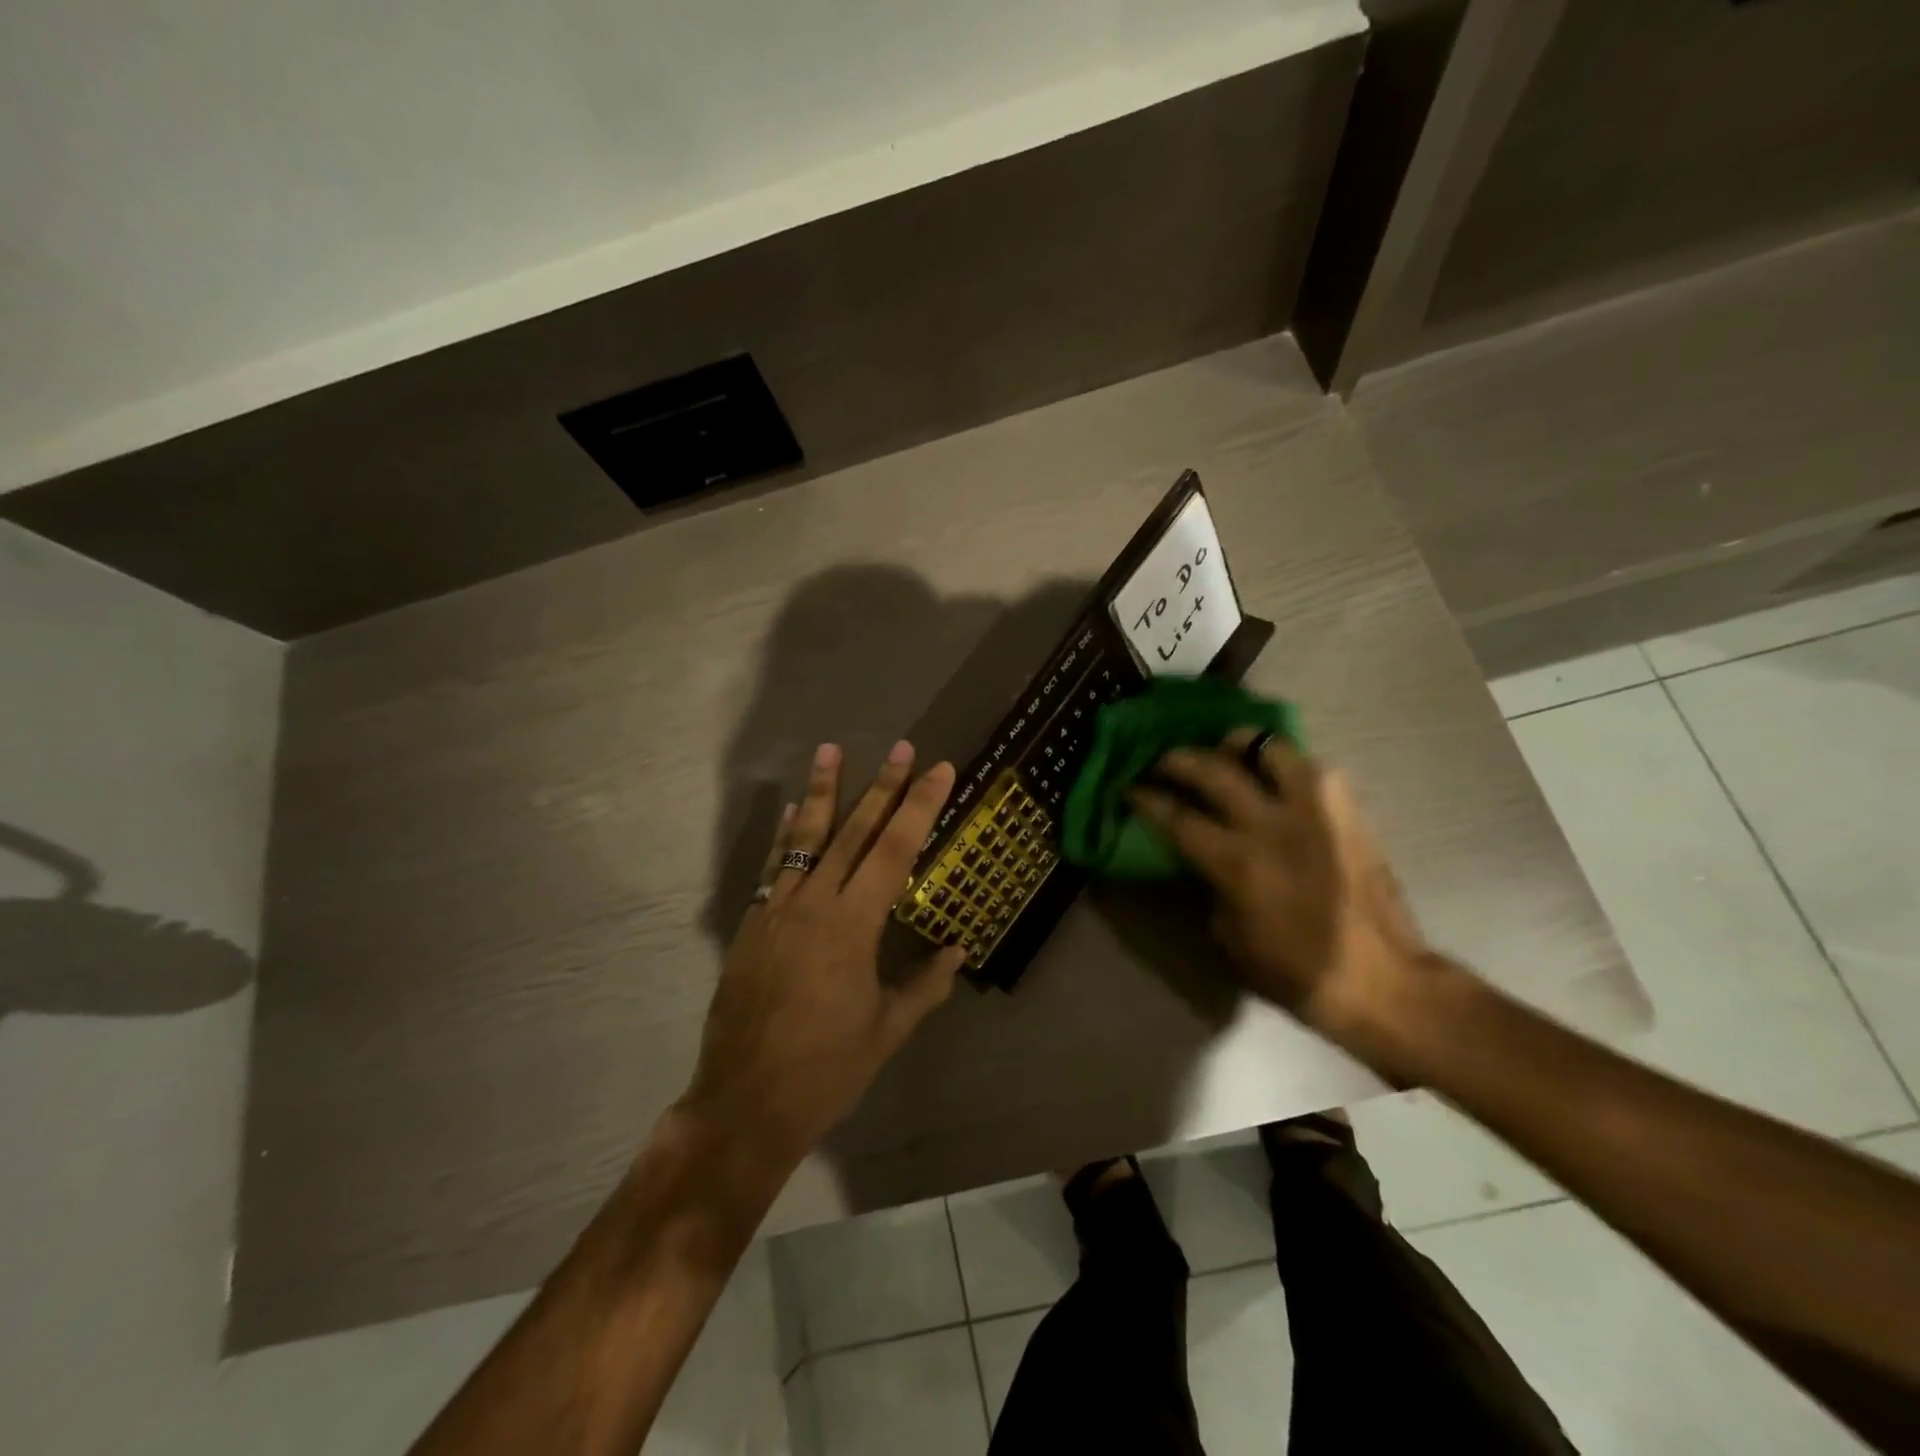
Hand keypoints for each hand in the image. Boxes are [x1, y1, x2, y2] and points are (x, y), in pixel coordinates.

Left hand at [679, 741, 967, 1173]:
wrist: (744, 1105)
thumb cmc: (826, 1071)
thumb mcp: (887, 1030)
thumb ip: (925, 985)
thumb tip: (957, 951)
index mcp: (853, 926)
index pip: (896, 850)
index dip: (920, 806)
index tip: (939, 770)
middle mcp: (814, 905)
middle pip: (854, 832)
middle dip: (882, 786)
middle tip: (901, 747)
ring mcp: (776, 911)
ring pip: (805, 839)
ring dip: (822, 792)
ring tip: (829, 750)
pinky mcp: (751, 925)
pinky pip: (773, 868)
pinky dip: (785, 835)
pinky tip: (793, 811)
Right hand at [1129, 734, 1437, 1054]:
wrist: (1383, 980)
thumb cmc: (1296, 971)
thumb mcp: (1230, 937)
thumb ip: (1210, 885)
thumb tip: (1202, 857)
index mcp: (1237, 862)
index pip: (1177, 816)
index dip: (1147, 798)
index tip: (1131, 787)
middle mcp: (1272, 824)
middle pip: (1213, 770)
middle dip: (1179, 759)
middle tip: (1164, 760)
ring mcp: (1315, 810)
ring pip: (1270, 748)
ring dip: (1239, 744)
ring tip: (1227, 749)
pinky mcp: (1348, 810)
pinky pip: (1313, 768)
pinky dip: (1286, 764)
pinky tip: (1277, 776)